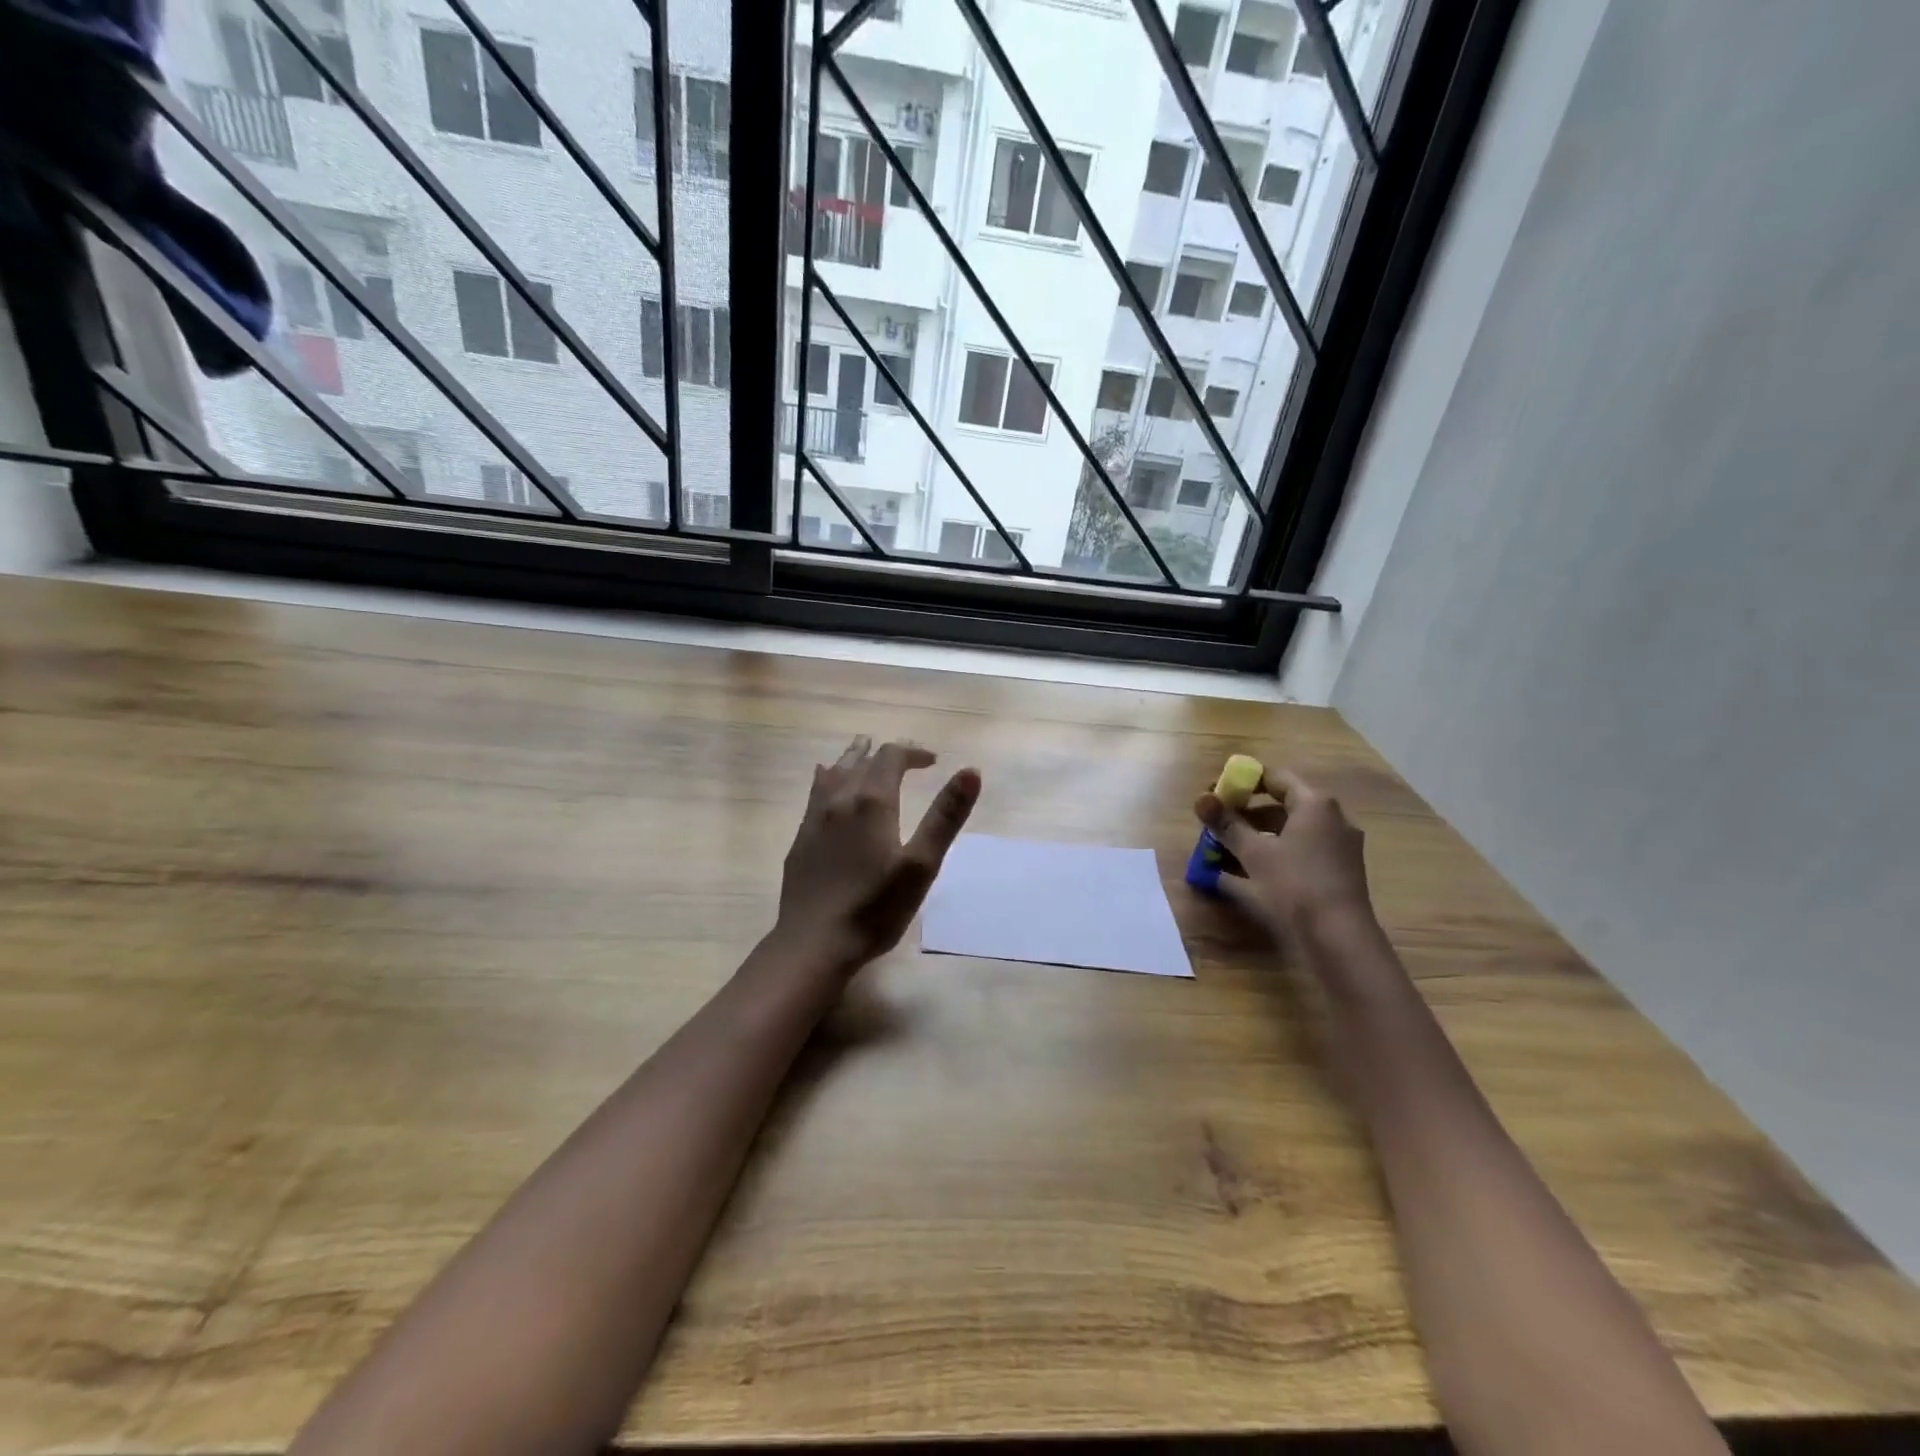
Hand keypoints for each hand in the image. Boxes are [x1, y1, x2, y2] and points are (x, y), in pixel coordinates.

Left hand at [774, 736, 981, 971]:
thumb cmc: (875, 908)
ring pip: (834, 773)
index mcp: (871, 802)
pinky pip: (815, 793)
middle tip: (905, 758)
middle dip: (885, 754)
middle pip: (861, 760)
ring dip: (853, 759)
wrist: (814, 943)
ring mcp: (814, 818)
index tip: (933, 762)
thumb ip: (945, 816)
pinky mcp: (801, 839)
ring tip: (863, 753)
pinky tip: (828, 787)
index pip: (891, 757)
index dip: (913, 753)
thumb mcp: (921, 865)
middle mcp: (839, 800)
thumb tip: (971, 771)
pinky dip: (830, 779)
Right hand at [1195, 768, 1373, 937]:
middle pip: (1282, 805)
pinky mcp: (1338, 870)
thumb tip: (1200, 799)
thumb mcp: (1254, 852)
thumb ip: (1227, 824)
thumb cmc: (1296, 883)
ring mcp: (1338, 845)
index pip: (1274, 777)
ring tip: (1225, 850)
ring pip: (1289, 831)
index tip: (1217, 793)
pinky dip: (1274, 854)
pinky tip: (1248, 873)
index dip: (1242, 782)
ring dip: (1256, 837)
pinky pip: (1299, 851)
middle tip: (1216, 824)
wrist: (1340, 936)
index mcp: (1315, 804)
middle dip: (1245, 814)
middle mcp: (1332, 818)